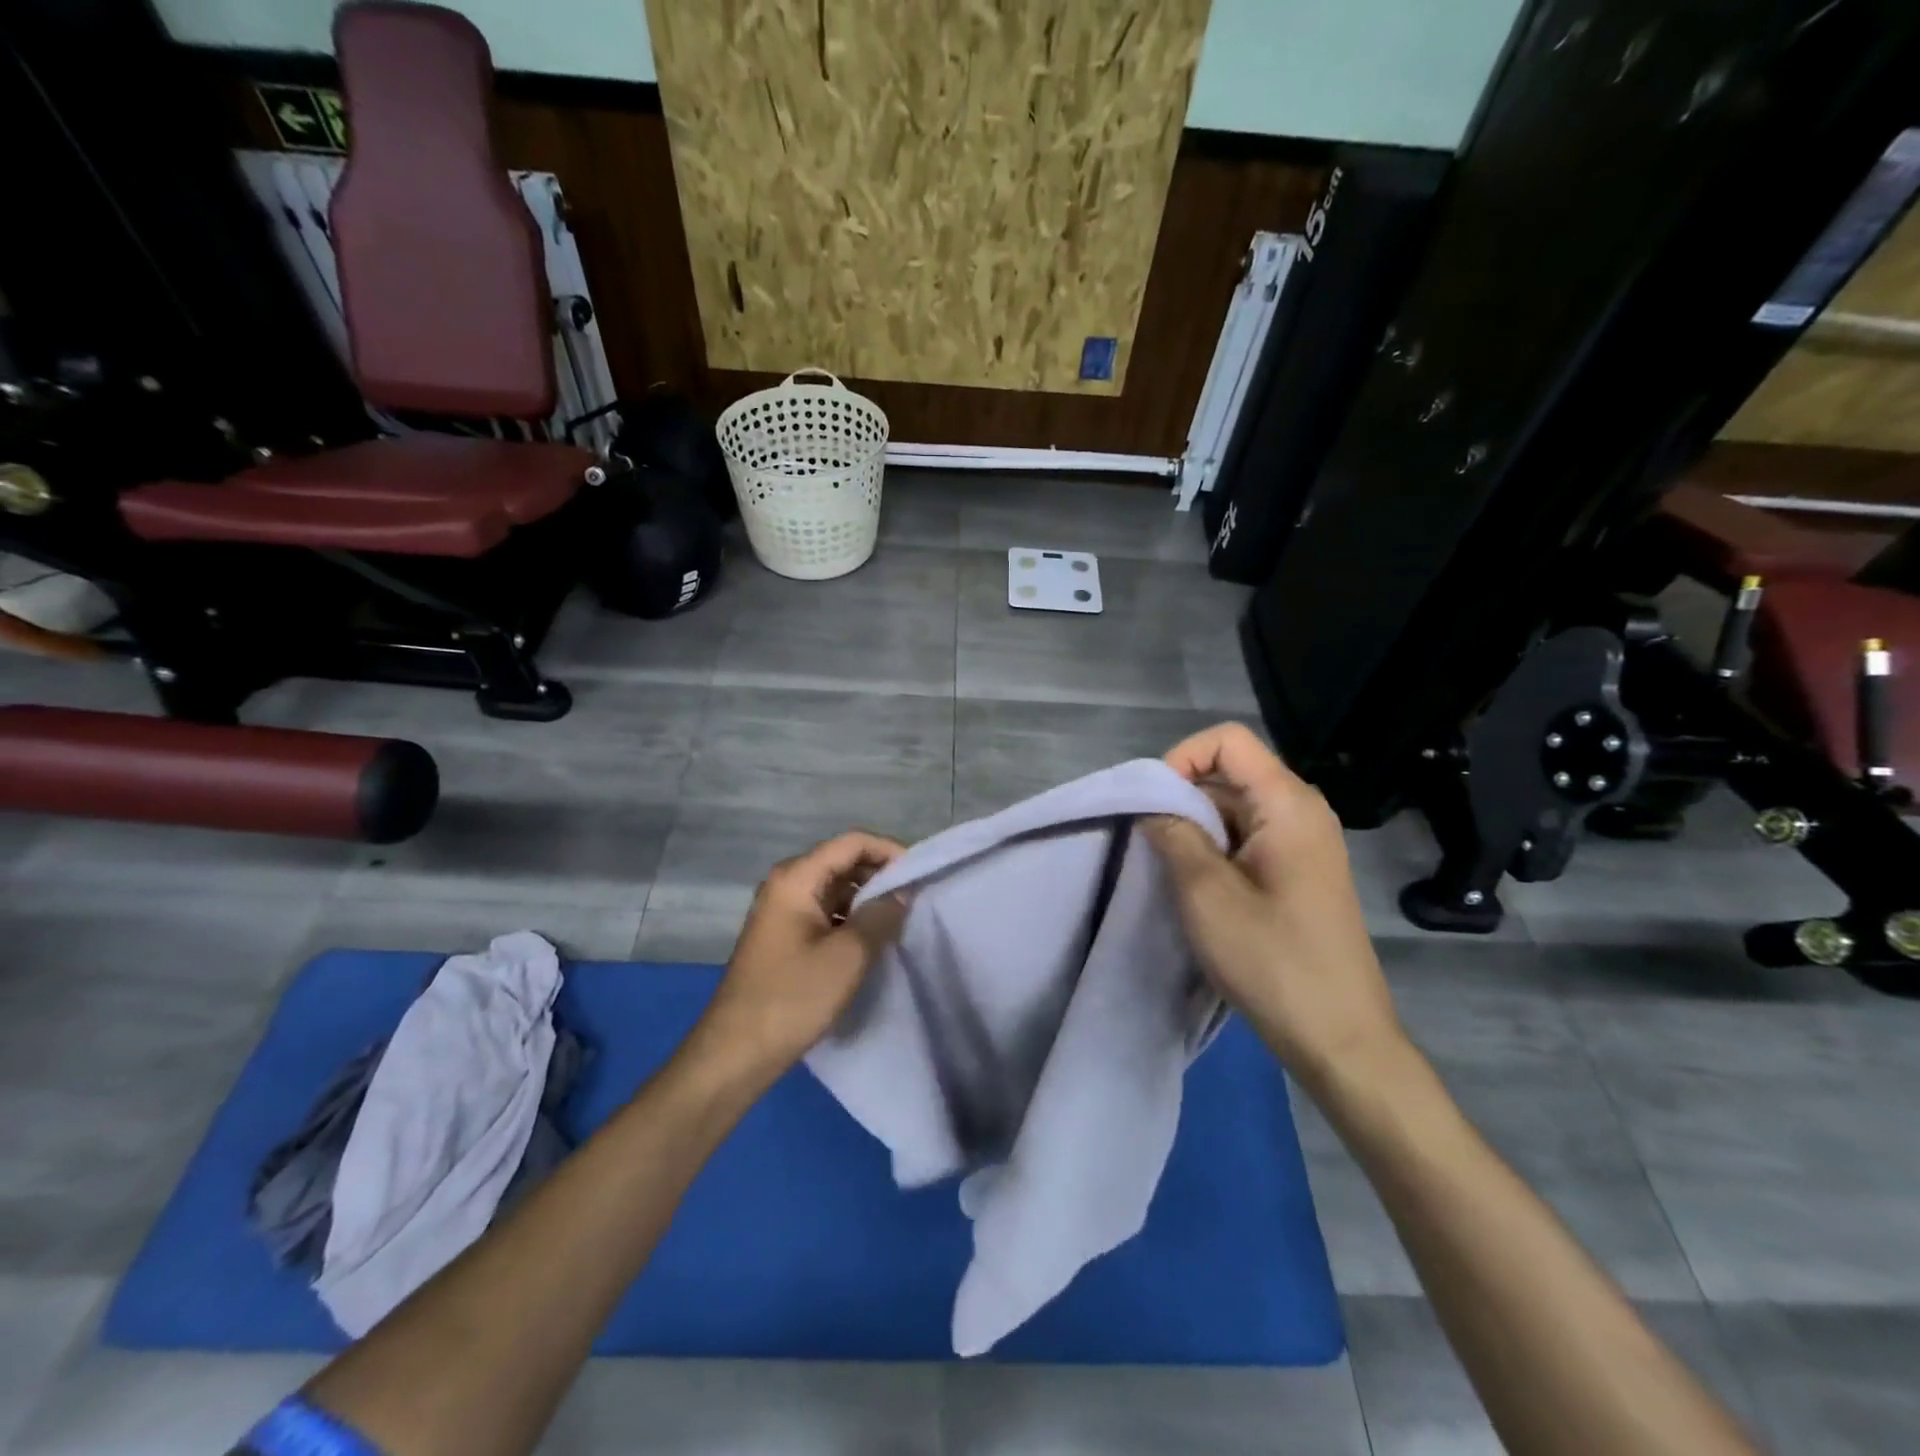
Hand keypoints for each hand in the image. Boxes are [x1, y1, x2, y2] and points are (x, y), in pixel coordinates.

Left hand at [699, 831, 908, 1072]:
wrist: (736, 1053)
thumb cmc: (792, 998)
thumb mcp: (848, 956)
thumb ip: (881, 915)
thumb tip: (902, 892)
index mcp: (796, 878)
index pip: (852, 842)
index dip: (889, 851)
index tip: (920, 874)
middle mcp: (786, 884)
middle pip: (842, 861)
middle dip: (880, 874)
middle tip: (916, 898)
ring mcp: (783, 910)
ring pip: (836, 888)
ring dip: (868, 898)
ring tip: (901, 918)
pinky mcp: (785, 936)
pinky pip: (825, 911)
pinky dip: (851, 917)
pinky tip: (873, 939)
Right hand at [1144, 723, 1402, 1091]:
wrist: (1340, 1038)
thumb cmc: (1273, 961)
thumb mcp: (1206, 894)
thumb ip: (1173, 835)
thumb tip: (1153, 806)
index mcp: (1287, 804)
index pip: (1227, 741)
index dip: (1182, 758)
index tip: (1153, 804)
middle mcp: (1302, 811)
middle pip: (1230, 772)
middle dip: (1183, 797)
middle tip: (1151, 843)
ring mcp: (1304, 843)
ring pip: (1235, 808)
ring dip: (1196, 827)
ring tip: (1170, 869)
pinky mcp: (1300, 872)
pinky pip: (1248, 838)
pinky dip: (1215, 849)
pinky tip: (1197, 887)